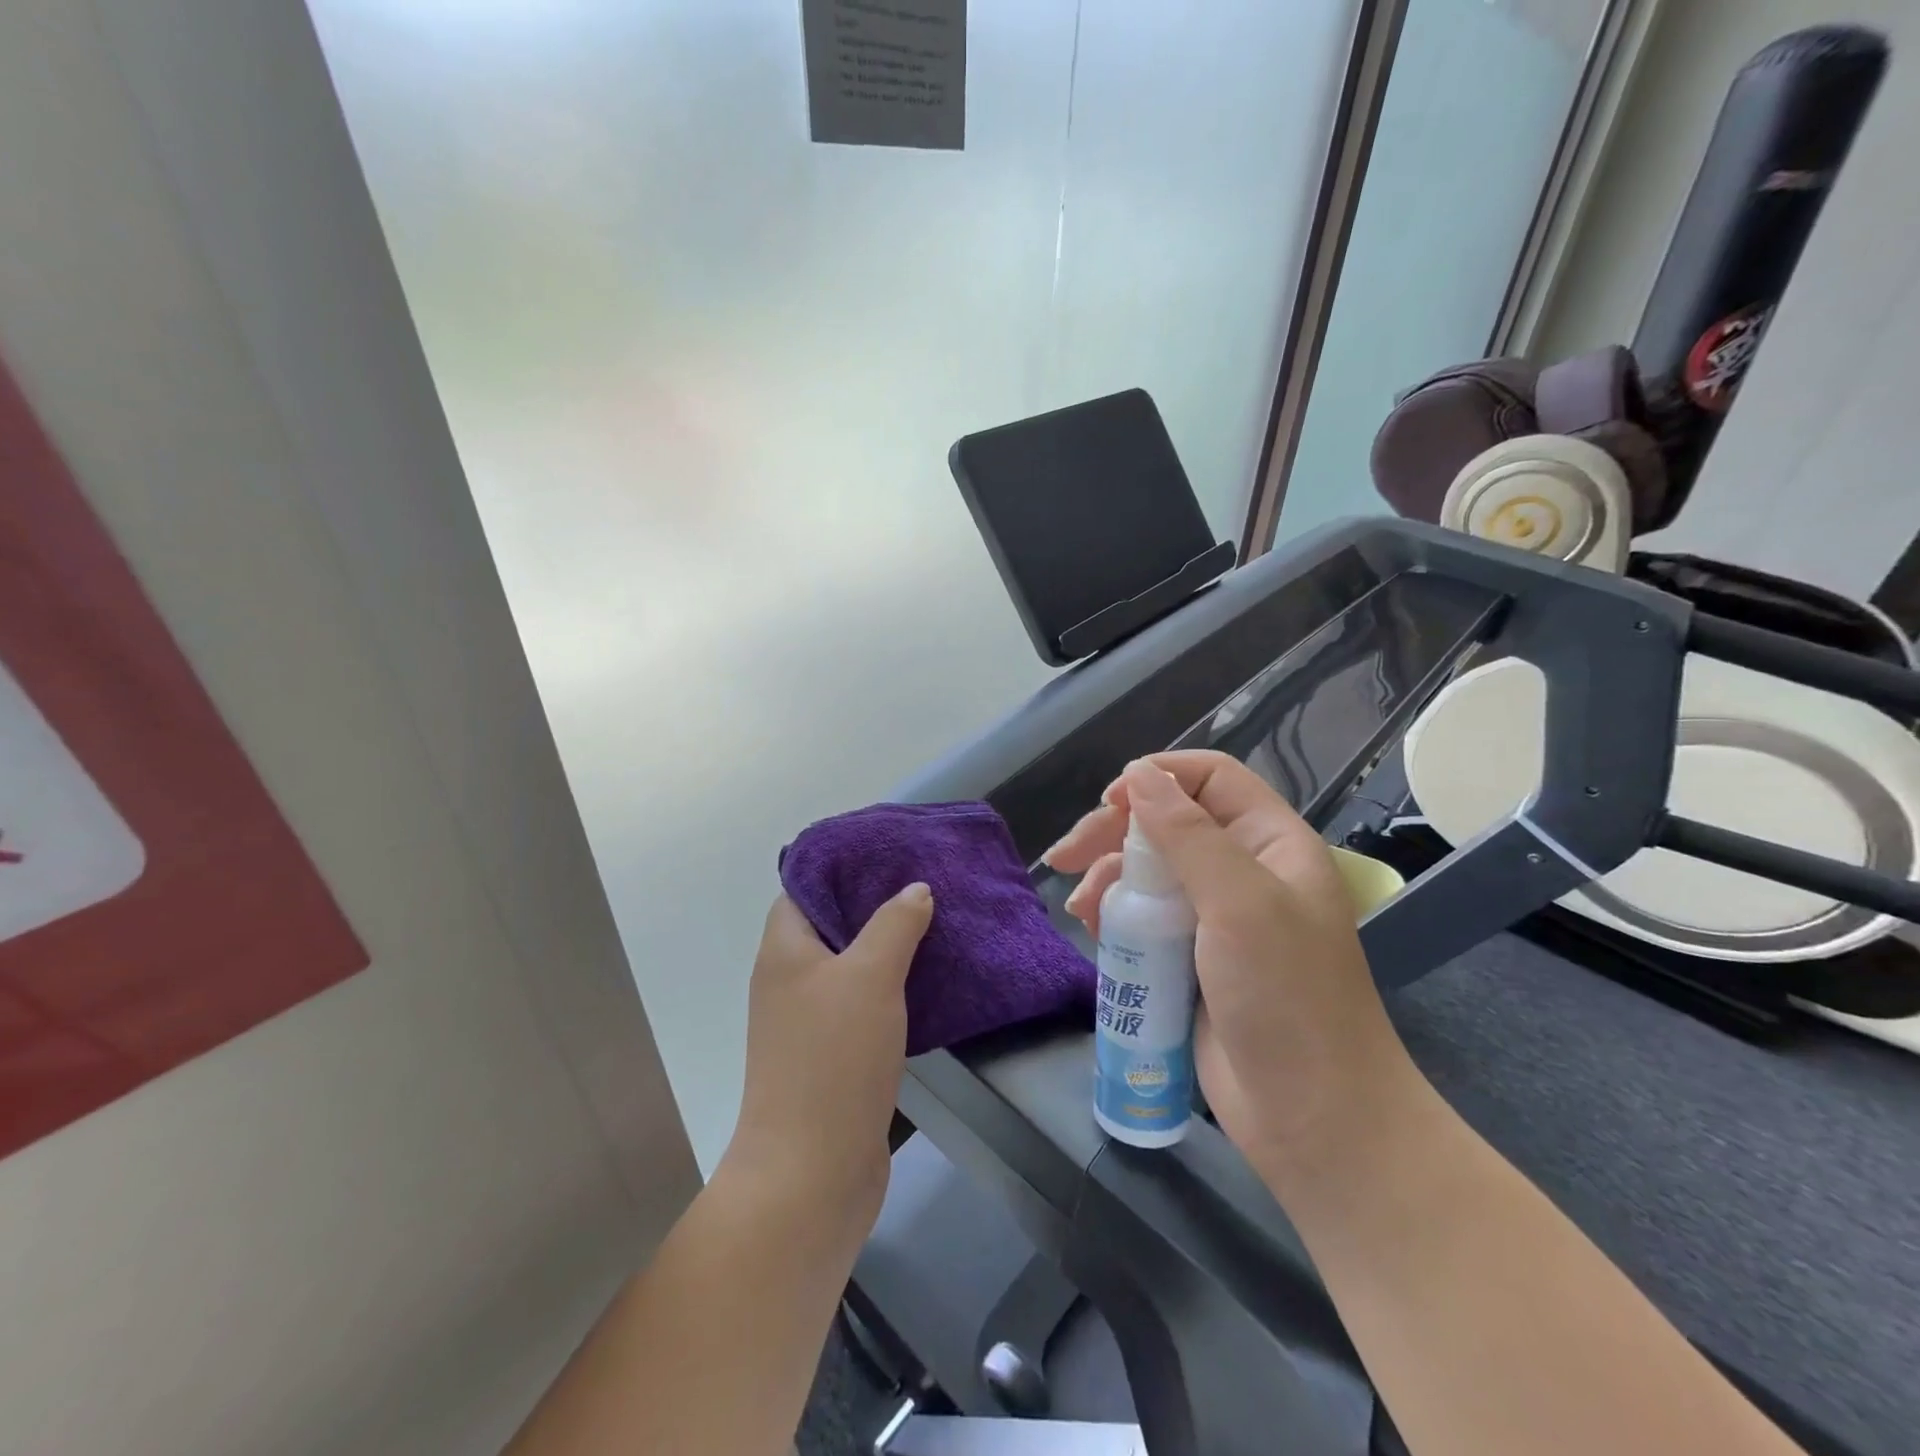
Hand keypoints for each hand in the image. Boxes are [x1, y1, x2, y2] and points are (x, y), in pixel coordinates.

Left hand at [724, 888, 932, 1235]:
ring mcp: (811, 1021)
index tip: (888, 852)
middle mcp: (791, 980)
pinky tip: (933, 979)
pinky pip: (866, 1003)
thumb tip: (915, 889)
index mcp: (784, 951)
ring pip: (853, 966)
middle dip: (876, 904)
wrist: (813, 1174)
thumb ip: (894, 924)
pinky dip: (895, 987)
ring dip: (890, 946)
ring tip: (938, 921)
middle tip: (925, 883)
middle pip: (832, 925)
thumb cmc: (834, 1059)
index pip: (804, 888)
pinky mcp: (836, 1055)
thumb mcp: (869, 976)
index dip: (841, 866)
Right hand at [1047, 753, 1420, 1183]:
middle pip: (1168, 822)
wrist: (1312, 1118)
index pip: (1211, 778)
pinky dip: (1115, 916)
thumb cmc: (1286, 998)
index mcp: (1271, 843)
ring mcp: (1215, 917)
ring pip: (1149, 870)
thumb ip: (1188, 835)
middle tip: (1066, 857)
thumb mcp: (1240, 904)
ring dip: (1107, 878)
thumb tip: (1138, 774)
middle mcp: (1244, 870)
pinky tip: (1093, 930)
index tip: (1110, 803)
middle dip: (1114, 832)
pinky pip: (1144, 917)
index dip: (1158, 778)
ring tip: (1080, 909)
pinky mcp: (1190, 957)